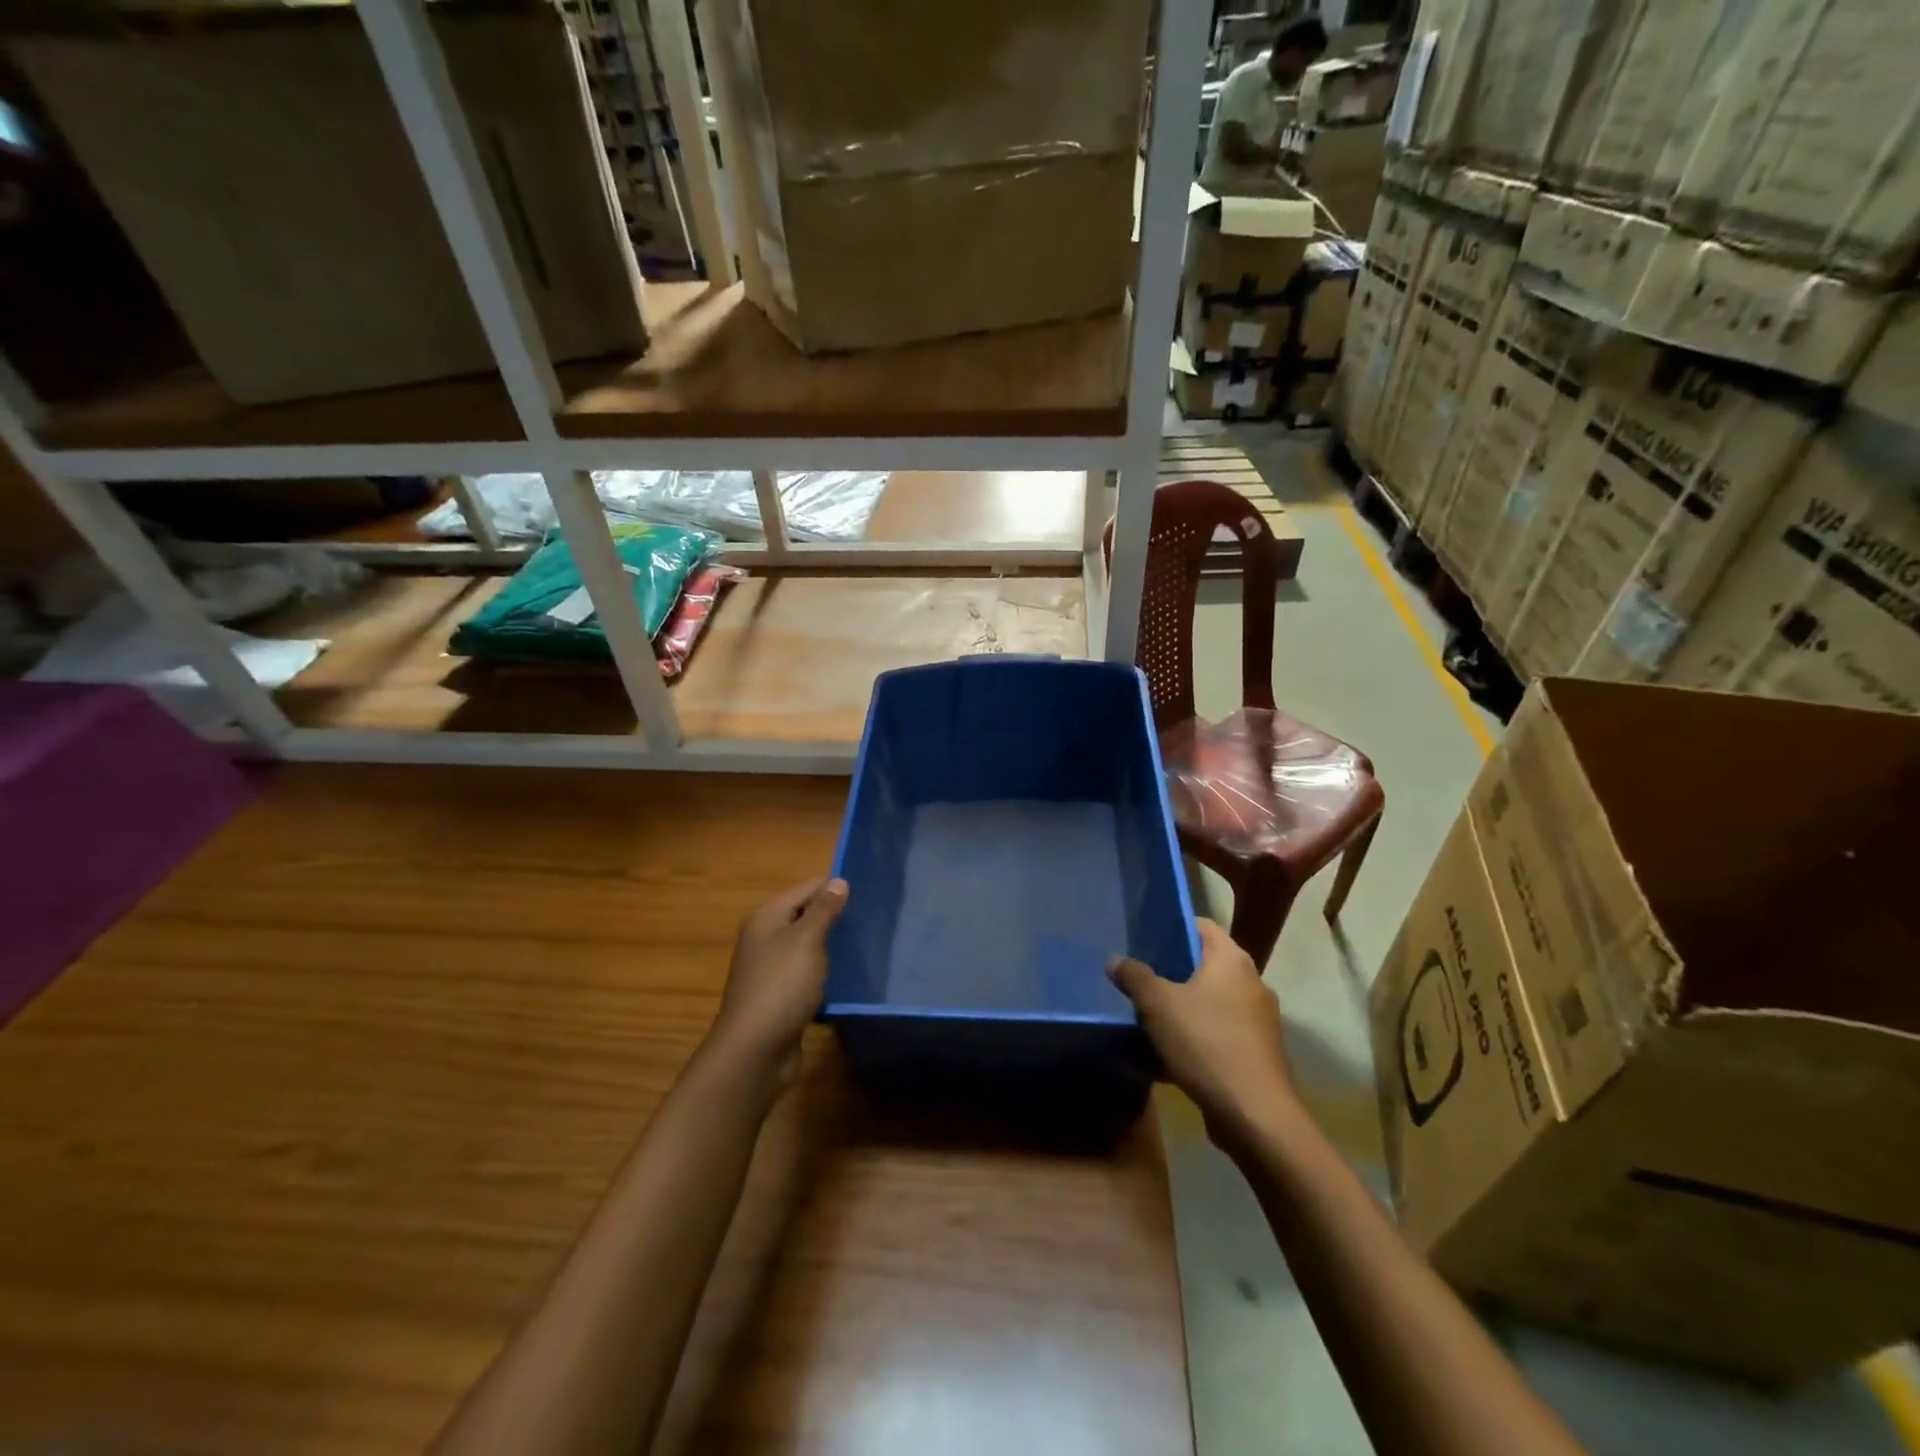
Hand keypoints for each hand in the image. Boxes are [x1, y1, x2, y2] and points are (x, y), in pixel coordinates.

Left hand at [709, 877, 847, 1086]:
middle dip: (834, 916)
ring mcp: (771, 969)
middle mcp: (765, 938)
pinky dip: (825, 972)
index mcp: (767, 918)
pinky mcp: (780, 996)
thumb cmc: (781, 987)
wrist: (754, 1052)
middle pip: (804, 915)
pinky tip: (848, 976)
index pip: (805, 888)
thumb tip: (838, 880)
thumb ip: (823, 910)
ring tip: (866, 944)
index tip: (868, 892)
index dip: (834, 887)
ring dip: (831, 945)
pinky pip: (806, 973)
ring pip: (807, 946)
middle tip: (872, 918)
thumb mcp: (806, 941)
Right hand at [1109, 919, 1299, 1150]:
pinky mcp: (1255, 1054)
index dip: (1172, 927)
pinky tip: (1164, 1057)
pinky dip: (1193, 1039)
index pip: (1201, 926)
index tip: (1143, 938)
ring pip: (1209, 1003)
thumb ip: (1135, 977)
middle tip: (1138, 979)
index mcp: (1232, 960)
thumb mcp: (1158, 1005)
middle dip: (1171, 973)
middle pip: (1204, 966)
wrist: (1255, 1116)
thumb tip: (1116, 960)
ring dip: (1181, 1010)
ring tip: (1146, 1018)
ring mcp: (1257, 1021)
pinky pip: (1217, 1035)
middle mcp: (1251, 983)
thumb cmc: (1206, 1043)